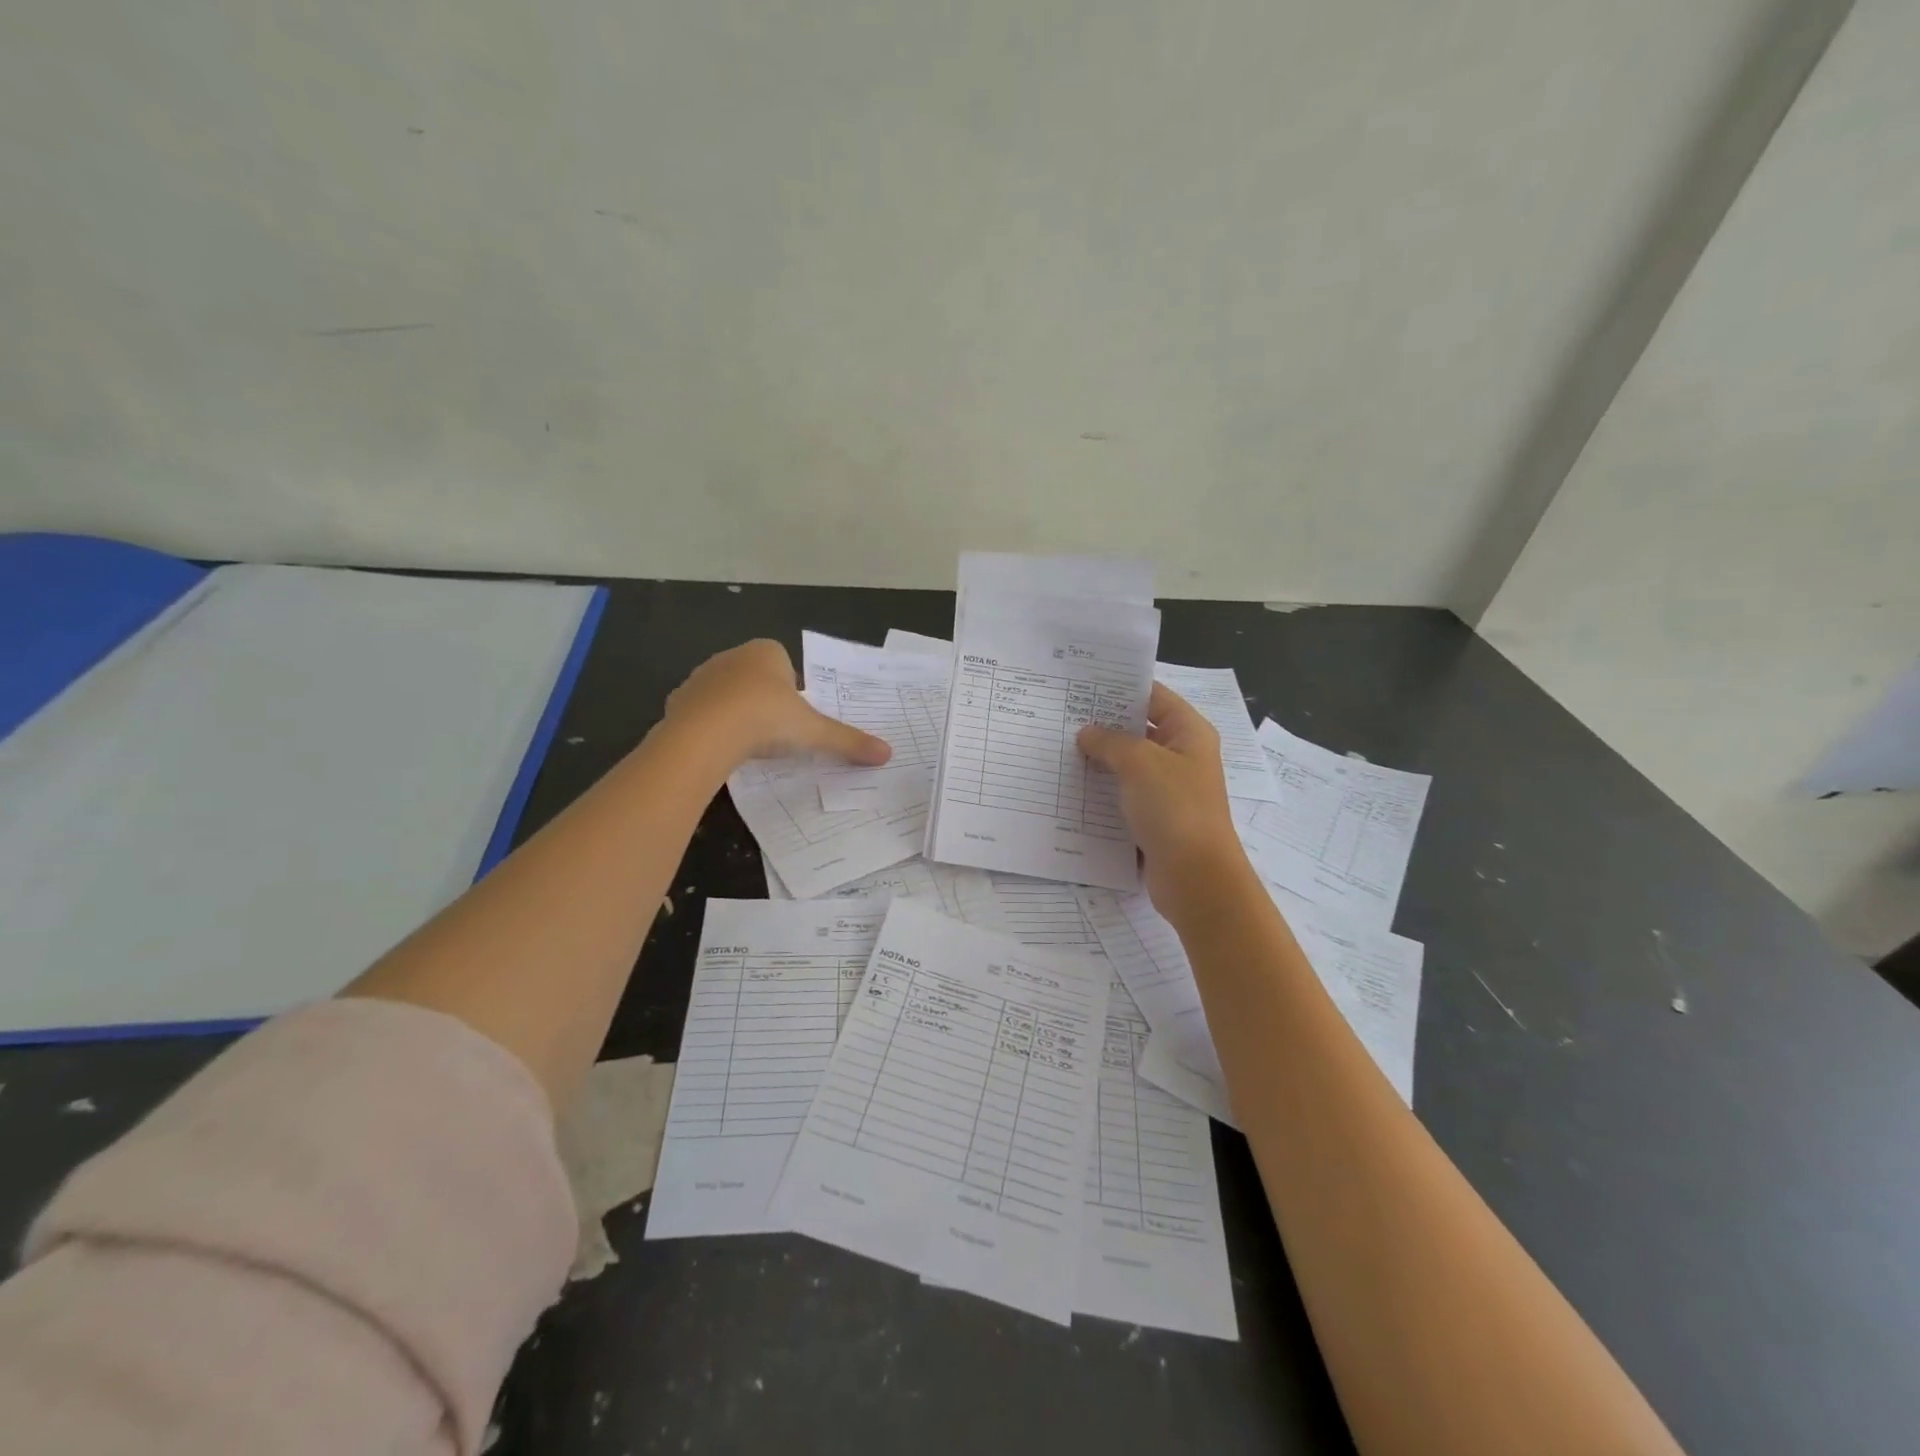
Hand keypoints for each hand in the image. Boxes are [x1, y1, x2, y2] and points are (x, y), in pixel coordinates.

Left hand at [665, 639, 892, 768]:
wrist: (705, 735)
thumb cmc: (766, 719)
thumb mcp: (814, 732)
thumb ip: (848, 741)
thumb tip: (887, 754)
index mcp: (766, 651)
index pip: (783, 662)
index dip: (792, 689)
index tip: (795, 716)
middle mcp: (732, 656)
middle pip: (755, 677)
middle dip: (764, 700)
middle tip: (776, 733)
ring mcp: (701, 677)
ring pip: (726, 694)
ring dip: (736, 713)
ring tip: (748, 744)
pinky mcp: (678, 701)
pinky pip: (701, 712)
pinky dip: (711, 727)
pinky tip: (721, 749)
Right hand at [1078, 683, 1252, 918]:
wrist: (1196, 878)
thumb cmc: (1175, 809)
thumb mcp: (1140, 763)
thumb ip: (1110, 742)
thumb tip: (1087, 733)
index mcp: (1188, 733)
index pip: (1153, 696)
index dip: (1120, 688)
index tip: (1082, 684)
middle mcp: (1181, 756)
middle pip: (1138, 730)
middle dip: (1103, 725)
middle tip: (1060, 716)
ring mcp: (1167, 790)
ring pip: (1127, 765)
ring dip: (1098, 760)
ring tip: (1057, 748)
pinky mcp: (1154, 819)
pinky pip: (1123, 796)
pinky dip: (1101, 792)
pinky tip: (1070, 787)